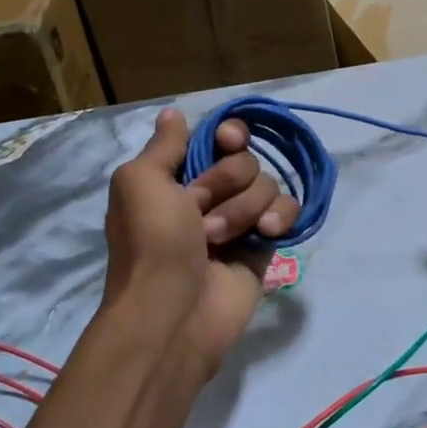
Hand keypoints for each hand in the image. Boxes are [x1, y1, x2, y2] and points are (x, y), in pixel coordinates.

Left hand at [101, 108, 300, 377]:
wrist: (173, 312)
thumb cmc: (152, 243)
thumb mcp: (140, 182)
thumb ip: (164, 145)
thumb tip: (174, 115)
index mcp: (175, 177)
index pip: (217, 138)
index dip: (228, 135)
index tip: (227, 141)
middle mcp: (207, 194)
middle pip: (244, 159)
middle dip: (226, 182)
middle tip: (199, 213)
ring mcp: (238, 221)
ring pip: (266, 185)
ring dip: (242, 209)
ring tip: (219, 240)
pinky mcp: (263, 246)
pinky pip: (286, 213)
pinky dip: (278, 218)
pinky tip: (265, 235)